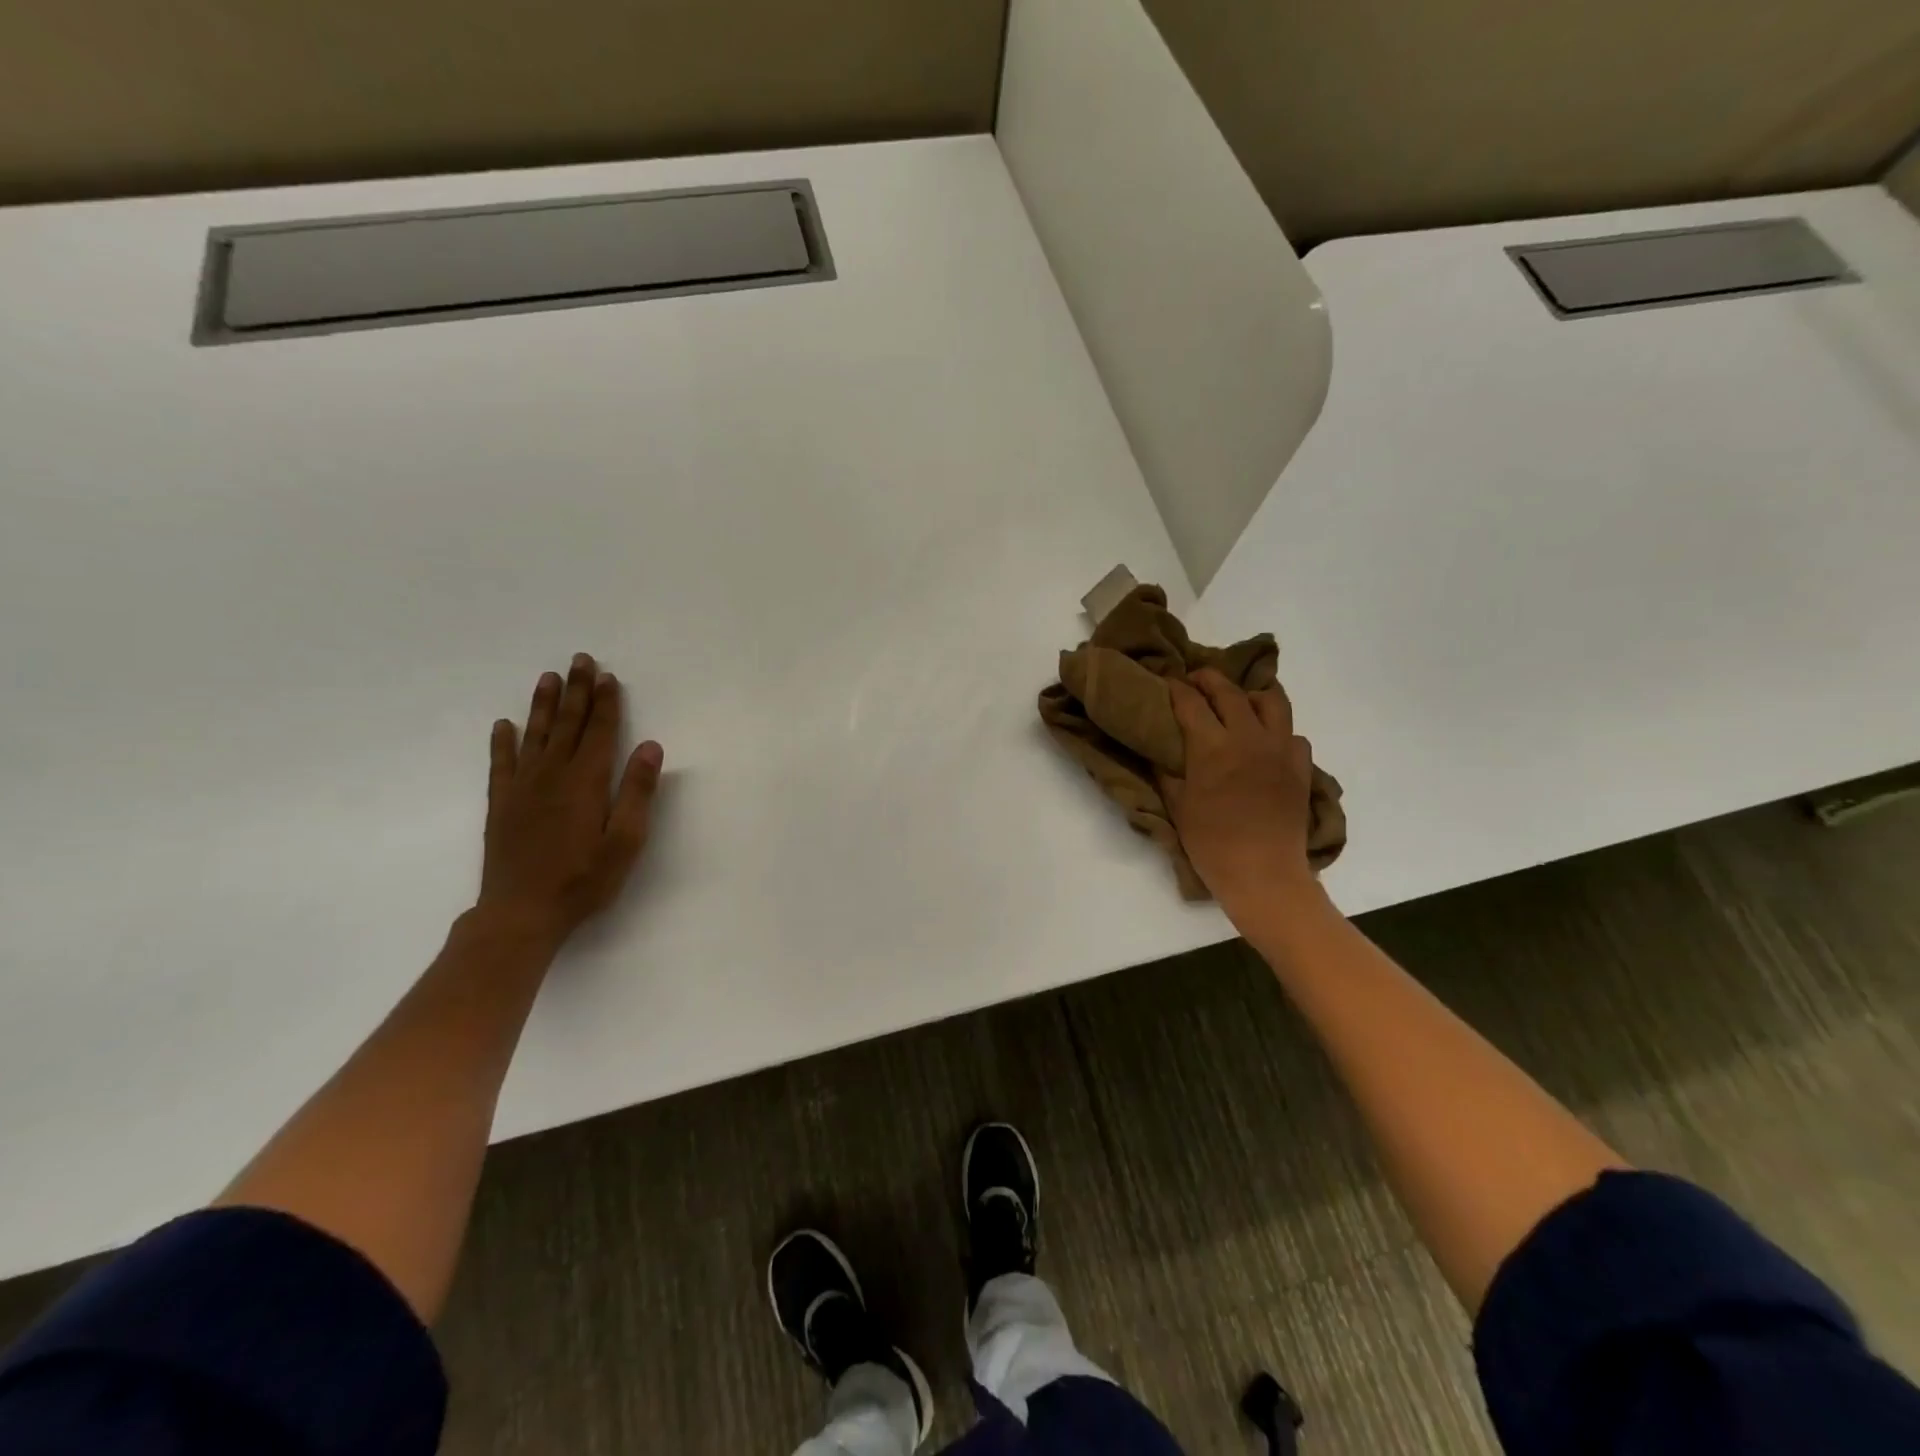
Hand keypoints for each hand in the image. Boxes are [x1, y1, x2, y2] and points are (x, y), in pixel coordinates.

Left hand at [477, 652, 663, 948]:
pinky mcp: (501, 805)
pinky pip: (501, 764)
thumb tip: (650, 746)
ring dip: (543, 705)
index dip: (606, 703)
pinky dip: (502, 742)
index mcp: (586, 782)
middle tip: (580, 660)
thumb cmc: (584, 880)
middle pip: (567, 724)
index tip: (609, 677)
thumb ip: (638, 792)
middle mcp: (552, 775)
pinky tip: (504, 725)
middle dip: (577, 691)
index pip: (599, 732)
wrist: (520, 913)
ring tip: (549, 678)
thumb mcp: (626, 841)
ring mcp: (522, 788)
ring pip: (535, 735)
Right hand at [1161, 668, 1317, 917]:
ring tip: (1239, 703)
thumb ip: (1167, 771)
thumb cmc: (1210, 842)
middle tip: (1196, 680)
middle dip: (1208, 679)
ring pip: (1271, 701)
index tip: (1167, 682)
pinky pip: (1293, 734)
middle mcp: (1248, 737)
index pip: (1190, 702)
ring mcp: (1280, 749)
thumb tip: (1159, 749)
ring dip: (1250, 695)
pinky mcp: (1300, 766)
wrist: (1262, 872)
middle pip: (1229, 691)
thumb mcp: (1177, 805)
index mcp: (1212, 746)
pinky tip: (1266, 744)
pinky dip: (1278, 731)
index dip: (1176, 688)